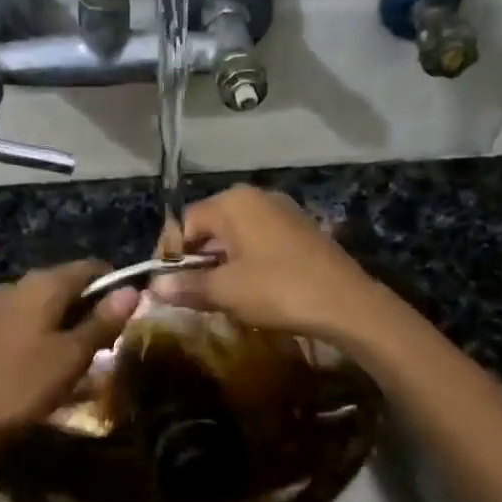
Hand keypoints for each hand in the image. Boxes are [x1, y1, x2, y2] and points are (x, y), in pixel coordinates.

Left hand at [0, 261, 137, 452]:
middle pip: (68, 285)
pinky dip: (44, 335)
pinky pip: (26, 322)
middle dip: (92, 309)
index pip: (91, 268)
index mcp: (44, 284)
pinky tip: (46, 365)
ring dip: (67, 325)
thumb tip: (131, 290)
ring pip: (46, 306)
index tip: (128, 318)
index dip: (115, 287)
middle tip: (108, 345)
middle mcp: (19, 285)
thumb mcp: (72, 356)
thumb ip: (103, 321)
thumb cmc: (22, 385)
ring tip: (79, 359)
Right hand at [151, 185, 388, 341]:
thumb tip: (154, 287)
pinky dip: (246, 261)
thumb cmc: (278, 290)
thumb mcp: (225, 291)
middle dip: (195, 259)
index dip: (170, 254)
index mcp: (233, 203)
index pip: (184, 222)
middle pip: (209, 225)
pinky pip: (259, 240)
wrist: (347, 303)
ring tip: (217, 295)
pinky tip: (249, 288)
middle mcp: (256, 197)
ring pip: (235, 235)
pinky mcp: (300, 229)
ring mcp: (282, 211)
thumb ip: (186, 285)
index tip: (166, 285)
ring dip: (220, 263)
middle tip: (190, 292)